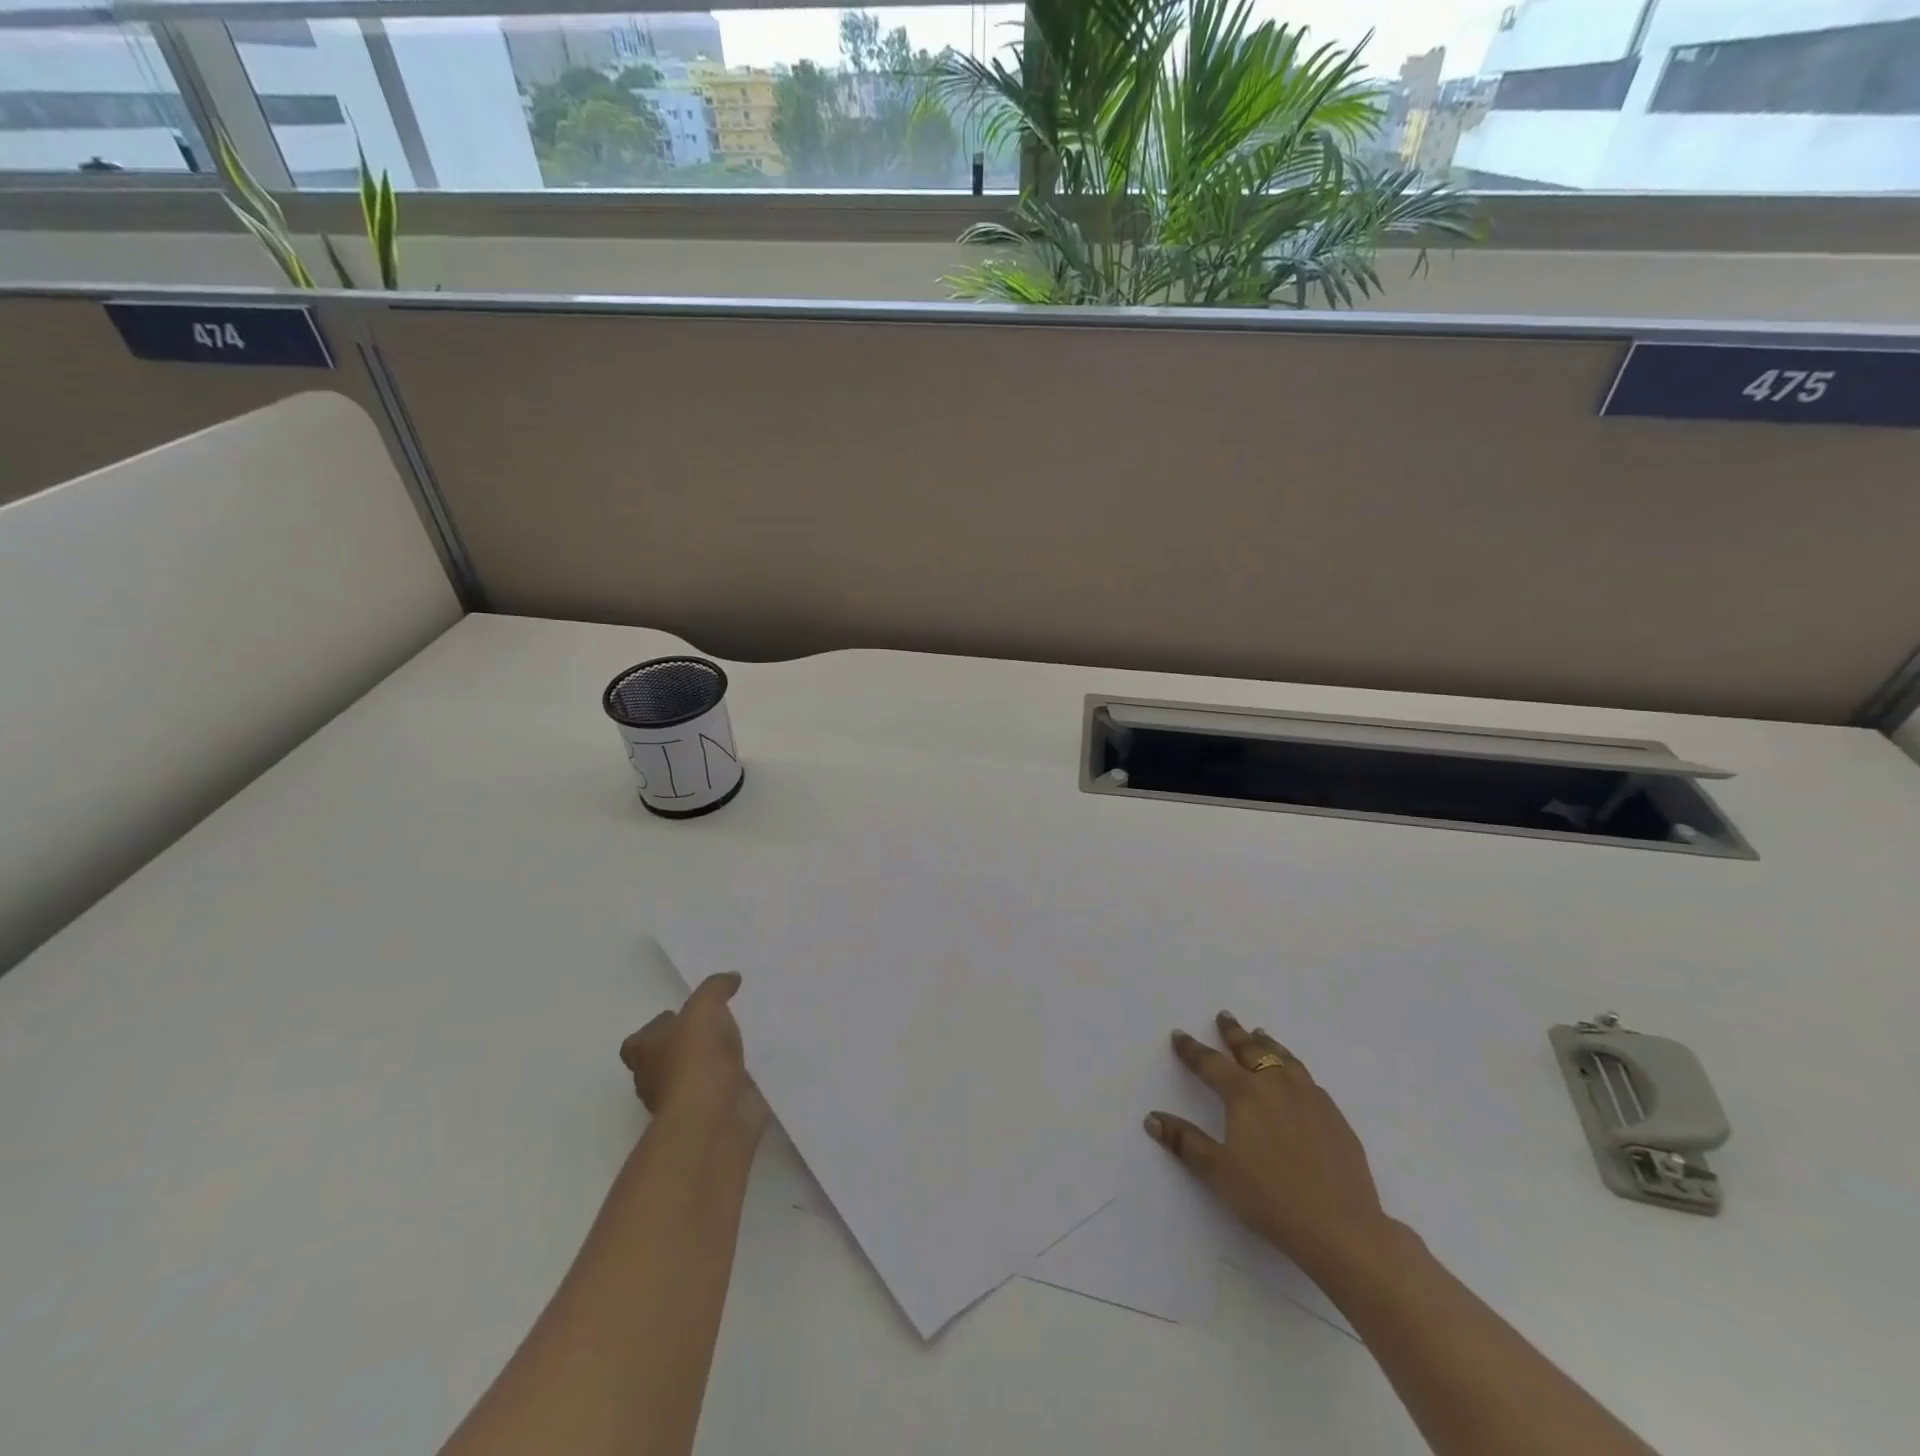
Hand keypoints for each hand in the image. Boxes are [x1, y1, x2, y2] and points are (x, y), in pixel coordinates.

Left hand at [620, 972, 768, 1138]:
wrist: (714, 1115)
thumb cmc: (697, 1056)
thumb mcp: (706, 1006)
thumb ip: (716, 987)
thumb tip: (730, 978)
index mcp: (644, 1052)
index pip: (638, 1041)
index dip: (658, 1028)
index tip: (682, 1018)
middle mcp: (653, 1080)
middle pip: (663, 1060)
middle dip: (685, 1046)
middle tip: (714, 1028)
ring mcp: (679, 1103)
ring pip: (691, 1077)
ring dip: (709, 1065)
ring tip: (736, 1045)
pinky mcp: (705, 1116)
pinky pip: (716, 1093)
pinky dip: (728, 1083)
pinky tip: (748, 1068)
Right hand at [1145, 1011, 1389, 1278]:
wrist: (1342, 1229)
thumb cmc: (1270, 1199)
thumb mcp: (1218, 1172)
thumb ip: (1185, 1142)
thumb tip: (1152, 1118)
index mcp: (1245, 1095)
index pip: (1211, 1063)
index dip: (1192, 1049)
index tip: (1179, 1035)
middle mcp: (1277, 1086)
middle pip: (1251, 1050)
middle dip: (1234, 1033)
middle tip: (1224, 1017)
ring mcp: (1311, 1098)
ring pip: (1284, 1059)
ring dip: (1268, 1044)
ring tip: (1260, 1034)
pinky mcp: (1335, 1117)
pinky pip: (1308, 1079)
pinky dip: (1293, 1067)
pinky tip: (1296, 1077)